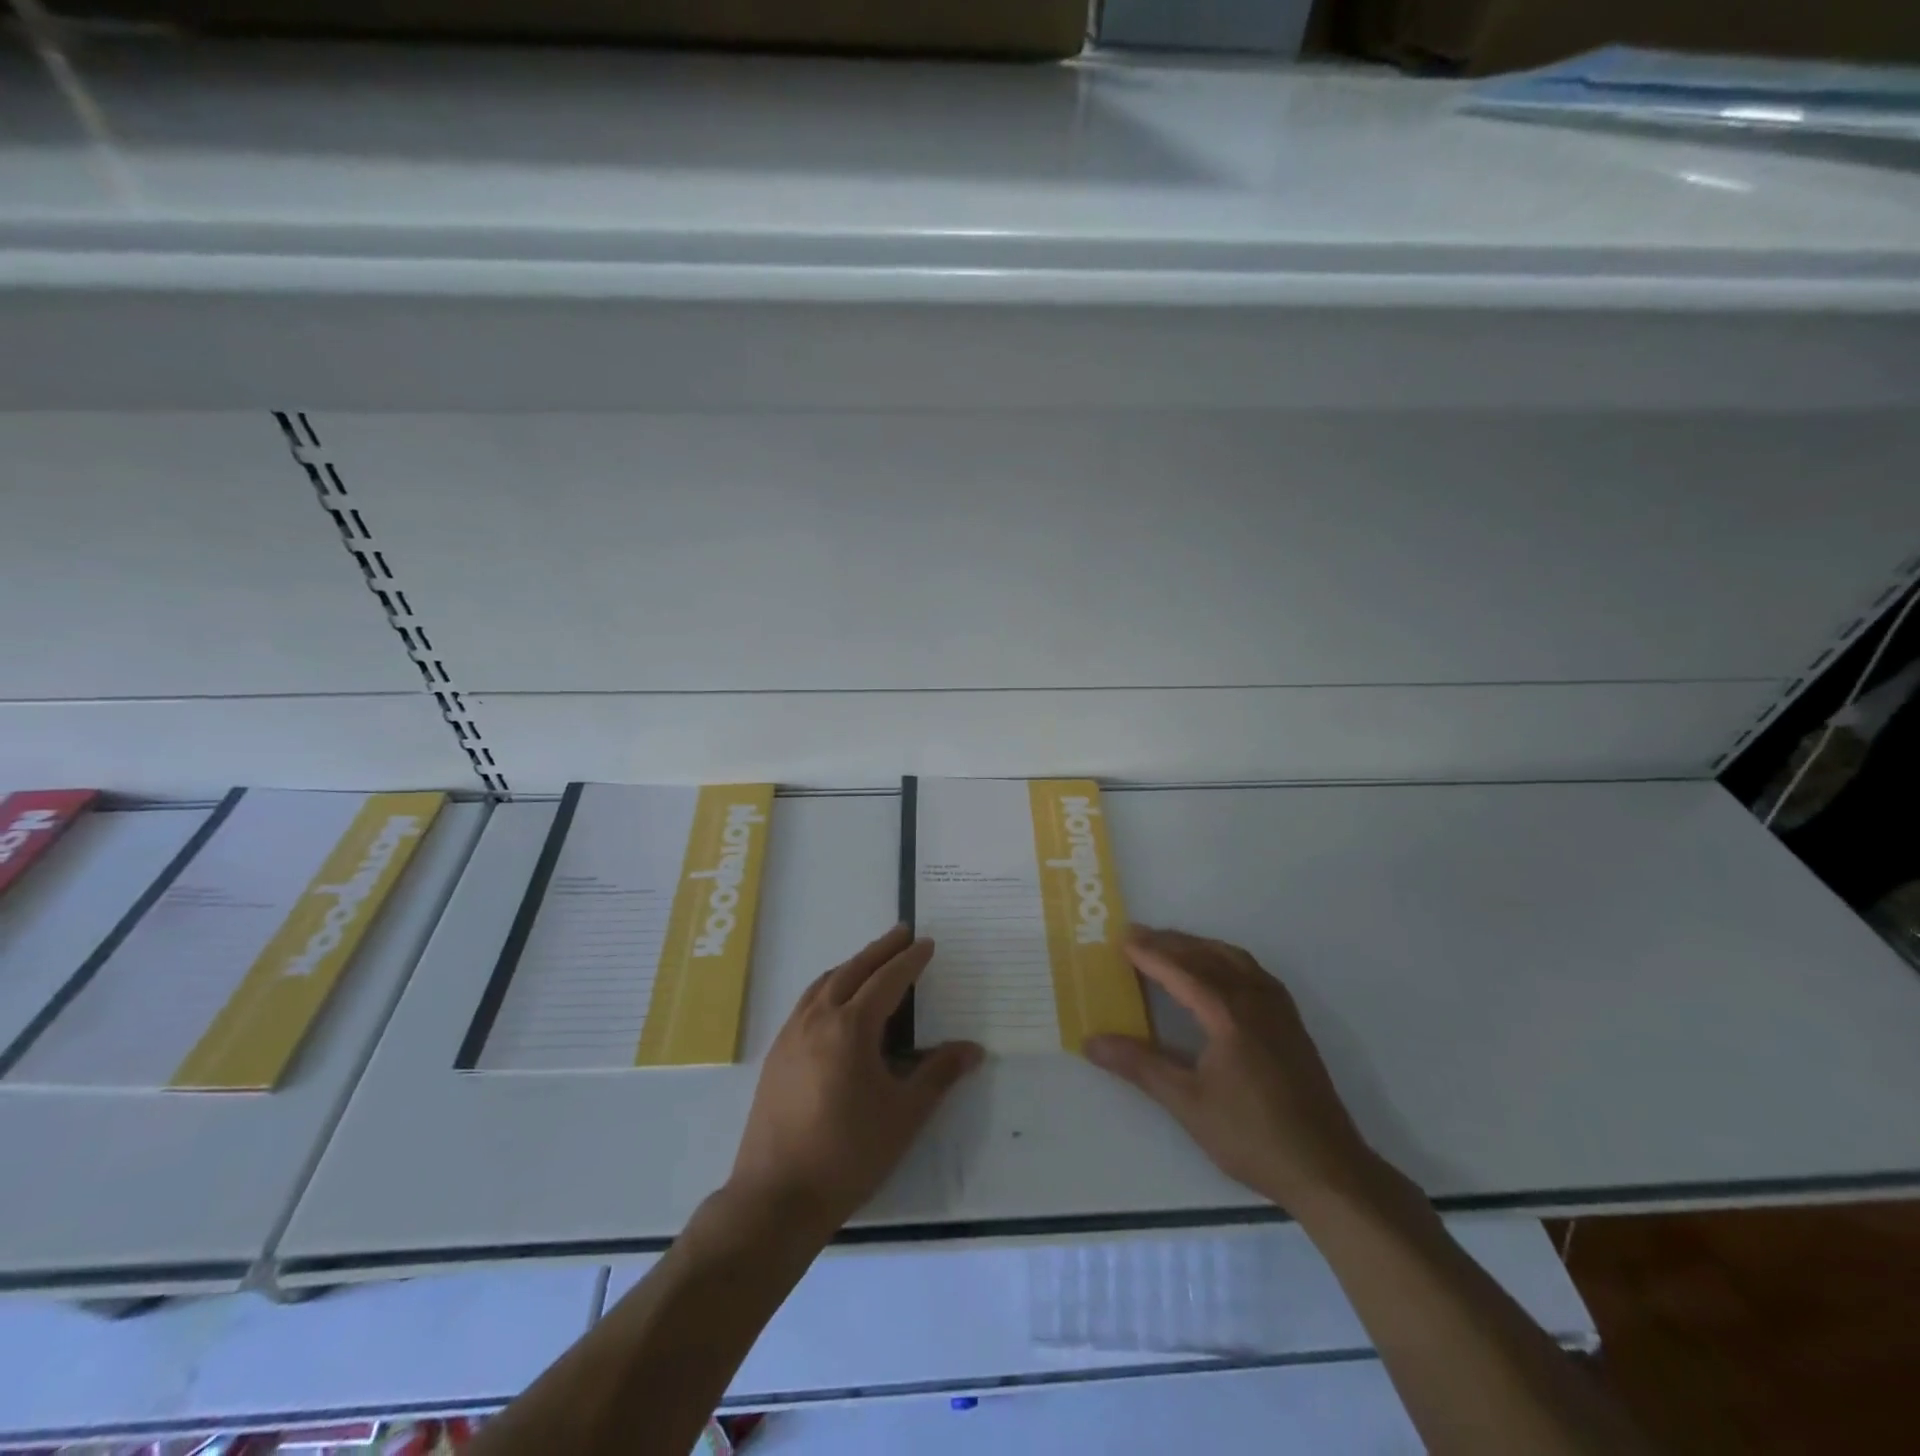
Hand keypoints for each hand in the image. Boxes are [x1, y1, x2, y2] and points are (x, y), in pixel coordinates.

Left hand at [729, 925, 983, 1237]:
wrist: (776, 1197)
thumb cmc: (849, 1154)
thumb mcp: (904, 1115)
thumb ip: (939, 1074)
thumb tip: (973, 1049)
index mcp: (850, 1027)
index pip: (887, 980)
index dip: (910, 960)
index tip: (927, 943)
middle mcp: (817, 1019)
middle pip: (853, 970)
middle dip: (880, 949)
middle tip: (902, 932)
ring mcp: (791, 1035)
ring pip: (825, 982)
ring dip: (852, 965)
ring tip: (872, 961)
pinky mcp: (776, 1054)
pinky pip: (808, 1002)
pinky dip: (829, 986)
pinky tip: (836, 1002)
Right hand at [1084, 927, 1378, 1214]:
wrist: (1327, 1169)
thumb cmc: (1251, 1136)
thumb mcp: (1187, 1103)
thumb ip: (1139, 1065)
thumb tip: (1091, 1042)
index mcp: (1228, 1014)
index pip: (1181, 971)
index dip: (1150, 954)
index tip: (1121, 939)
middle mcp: (1255, 999)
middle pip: (1207, 956)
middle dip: (1170, 942)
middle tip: (1136, 935)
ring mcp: (1278, 1009)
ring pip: (1233, 958)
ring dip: (1198, 946)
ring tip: (1170, 946)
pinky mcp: (1291, 1023)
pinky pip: (1252, 971)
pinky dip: (1225, 958)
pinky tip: (1217, 972)